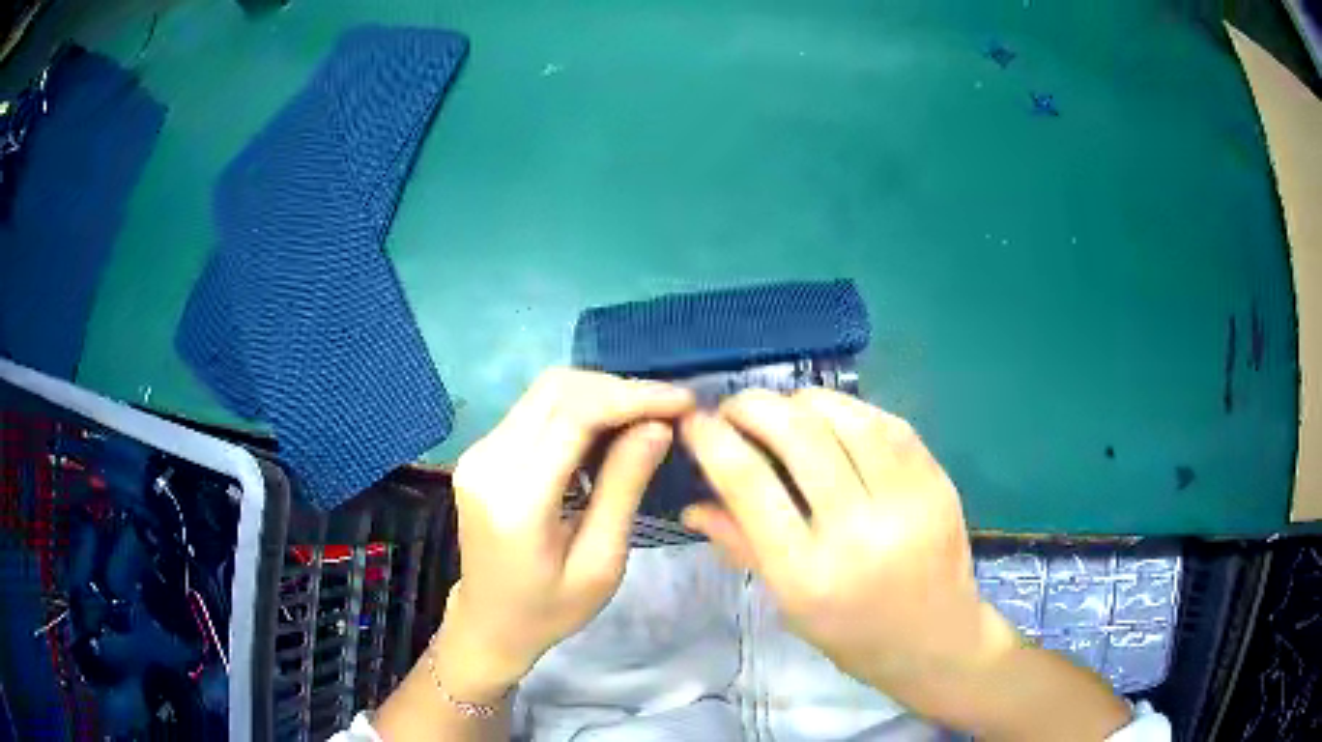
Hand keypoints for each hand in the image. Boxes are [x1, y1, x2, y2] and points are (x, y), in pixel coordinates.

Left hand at [435, 369, 694, 700]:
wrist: (489, 622)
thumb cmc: (550, 609)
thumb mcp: (601, 562)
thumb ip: (624, 488)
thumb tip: (658, 426)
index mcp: (516, 500)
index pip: (574, 415)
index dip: (632, 397)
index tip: (682, 402)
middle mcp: (488, 462)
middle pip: (556, 389)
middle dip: (619, 389)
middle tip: (667, 411)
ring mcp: (478, 453)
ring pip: (545, 392)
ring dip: (600, 395)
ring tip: (644, 420)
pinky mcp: (481, 452)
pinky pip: (535, 410)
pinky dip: (578, 410)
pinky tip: (607, 434)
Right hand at [679, 388, 1006, 690]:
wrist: (937, 641)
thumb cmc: (853, 636)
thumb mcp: (788, 605)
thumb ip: (742, 547)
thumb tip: (692, 504)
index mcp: (808, 574)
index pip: (750, 484)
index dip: (714, 440)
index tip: (695, 422)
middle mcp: (858, 532)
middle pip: (799, 436)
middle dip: (755, 406)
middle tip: (735, 407)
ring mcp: (906, 501)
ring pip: (847, 417)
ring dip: (803, 400)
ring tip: (782, 408)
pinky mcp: (937, 482)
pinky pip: (889, 423)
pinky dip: (850, 409)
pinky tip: (832, 416)